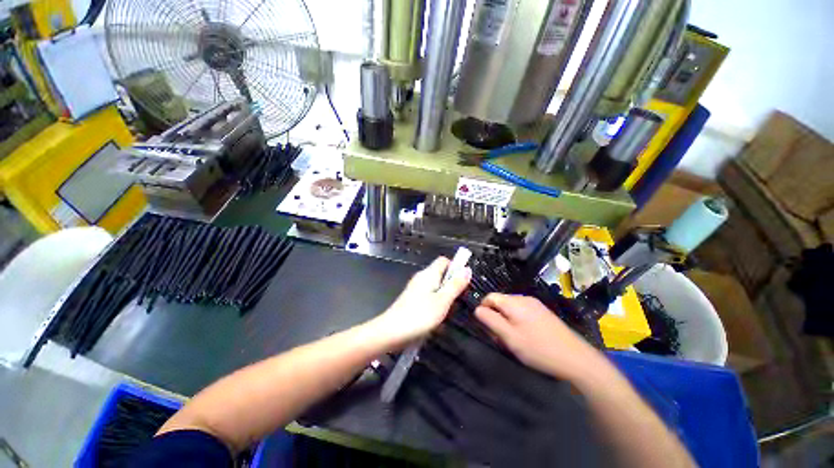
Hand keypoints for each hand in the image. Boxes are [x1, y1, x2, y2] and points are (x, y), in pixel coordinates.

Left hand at [373, 257, 470, 346]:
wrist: (392, 331)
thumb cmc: (420, 315)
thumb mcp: (443, 300)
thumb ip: (455, 285)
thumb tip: (467, 269)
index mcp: (429, 273)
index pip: (444, 260)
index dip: (455, 268)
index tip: (463, 282)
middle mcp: (421, 277)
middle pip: (441, 274)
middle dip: (451, 285)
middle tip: (458, 300)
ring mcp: (415, 288)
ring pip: (436, 287)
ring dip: (444, 296)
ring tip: (448, 311)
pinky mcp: (412, 299)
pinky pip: (429, 296)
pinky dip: (435, 303)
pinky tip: (437, 317)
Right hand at [475, 293, 606, 381]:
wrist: (576, 359)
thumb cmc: (538, 348)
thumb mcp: (509, 337)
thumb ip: (490, 320)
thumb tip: (477, 309)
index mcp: (514, 302)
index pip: (490, 297)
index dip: (483, 309)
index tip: (486, 327)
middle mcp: (524, 298)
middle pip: (500, 302)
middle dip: (495, 317)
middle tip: (500, 337)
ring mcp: (535, 305)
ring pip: (511, 308)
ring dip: (506, 320)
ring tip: (512, 339)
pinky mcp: (543, 312)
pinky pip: (522, 312)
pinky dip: (517, 321)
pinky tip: (525, 337)